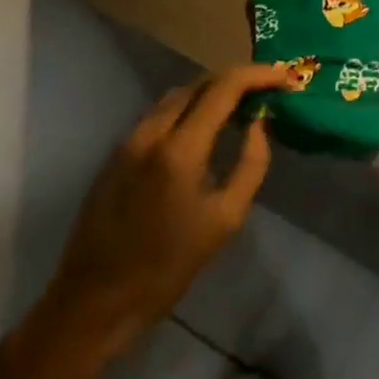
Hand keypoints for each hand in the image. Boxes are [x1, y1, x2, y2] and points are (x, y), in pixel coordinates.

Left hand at [42, 63, 293, 356]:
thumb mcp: (226, 219)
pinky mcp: (117, 151)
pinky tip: (205, 125)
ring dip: (214, 90)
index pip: (225, 86)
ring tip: (242, 105)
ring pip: (180, 93)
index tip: (285, 79)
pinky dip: (190, 106)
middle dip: (239, 78)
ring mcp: (130, 138)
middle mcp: (152, 131)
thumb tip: (259, 122)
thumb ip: (251, 163)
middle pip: (202, 81)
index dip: (259, 75)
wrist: (93, 303)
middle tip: (268, 88)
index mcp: (180, 148)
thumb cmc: (167, 267)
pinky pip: (161, 112)